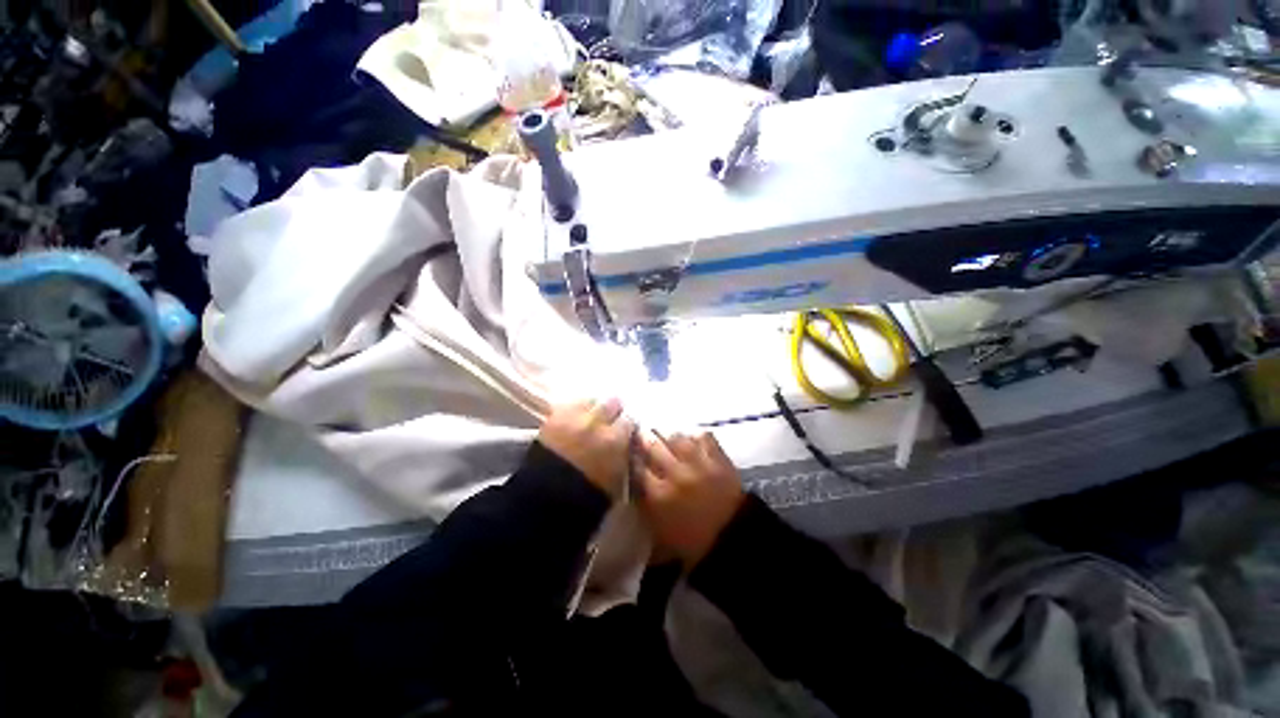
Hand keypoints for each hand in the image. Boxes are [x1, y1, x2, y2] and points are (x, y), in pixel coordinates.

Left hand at [538, 398, 634, 496]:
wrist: (544, 502)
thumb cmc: (586, 498)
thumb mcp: (616, 481)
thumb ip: (624, 457)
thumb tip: (627, 446)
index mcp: (615, 439)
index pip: (630, 420)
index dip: (627, 426)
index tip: (626, 432)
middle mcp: (597, 422)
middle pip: (612, 402)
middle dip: (613, 410)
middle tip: (610, 421)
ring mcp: (573, 417)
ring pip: (590, 399)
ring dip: (592, 407)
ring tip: (590, 418)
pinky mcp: (553, 417)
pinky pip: (569, 405)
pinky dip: (574, 410)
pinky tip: (573, 420)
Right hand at [637, 432, 744, 568]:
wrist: (732, 539)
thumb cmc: (691, 542)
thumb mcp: (658, 533)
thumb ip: (643, 508)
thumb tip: (632, 488)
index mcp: (658, 495)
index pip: (637, 467)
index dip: (631, 457)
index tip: (628, 453)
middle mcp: (675, 474)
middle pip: (653, 446)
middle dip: (645, 440)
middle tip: (642, 437)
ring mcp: (698, 463)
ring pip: (676, 437)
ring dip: (668, 436)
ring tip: (666, 437)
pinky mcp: (718, 458)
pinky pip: (702, 437)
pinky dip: (695, 436)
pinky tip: (690, 440)